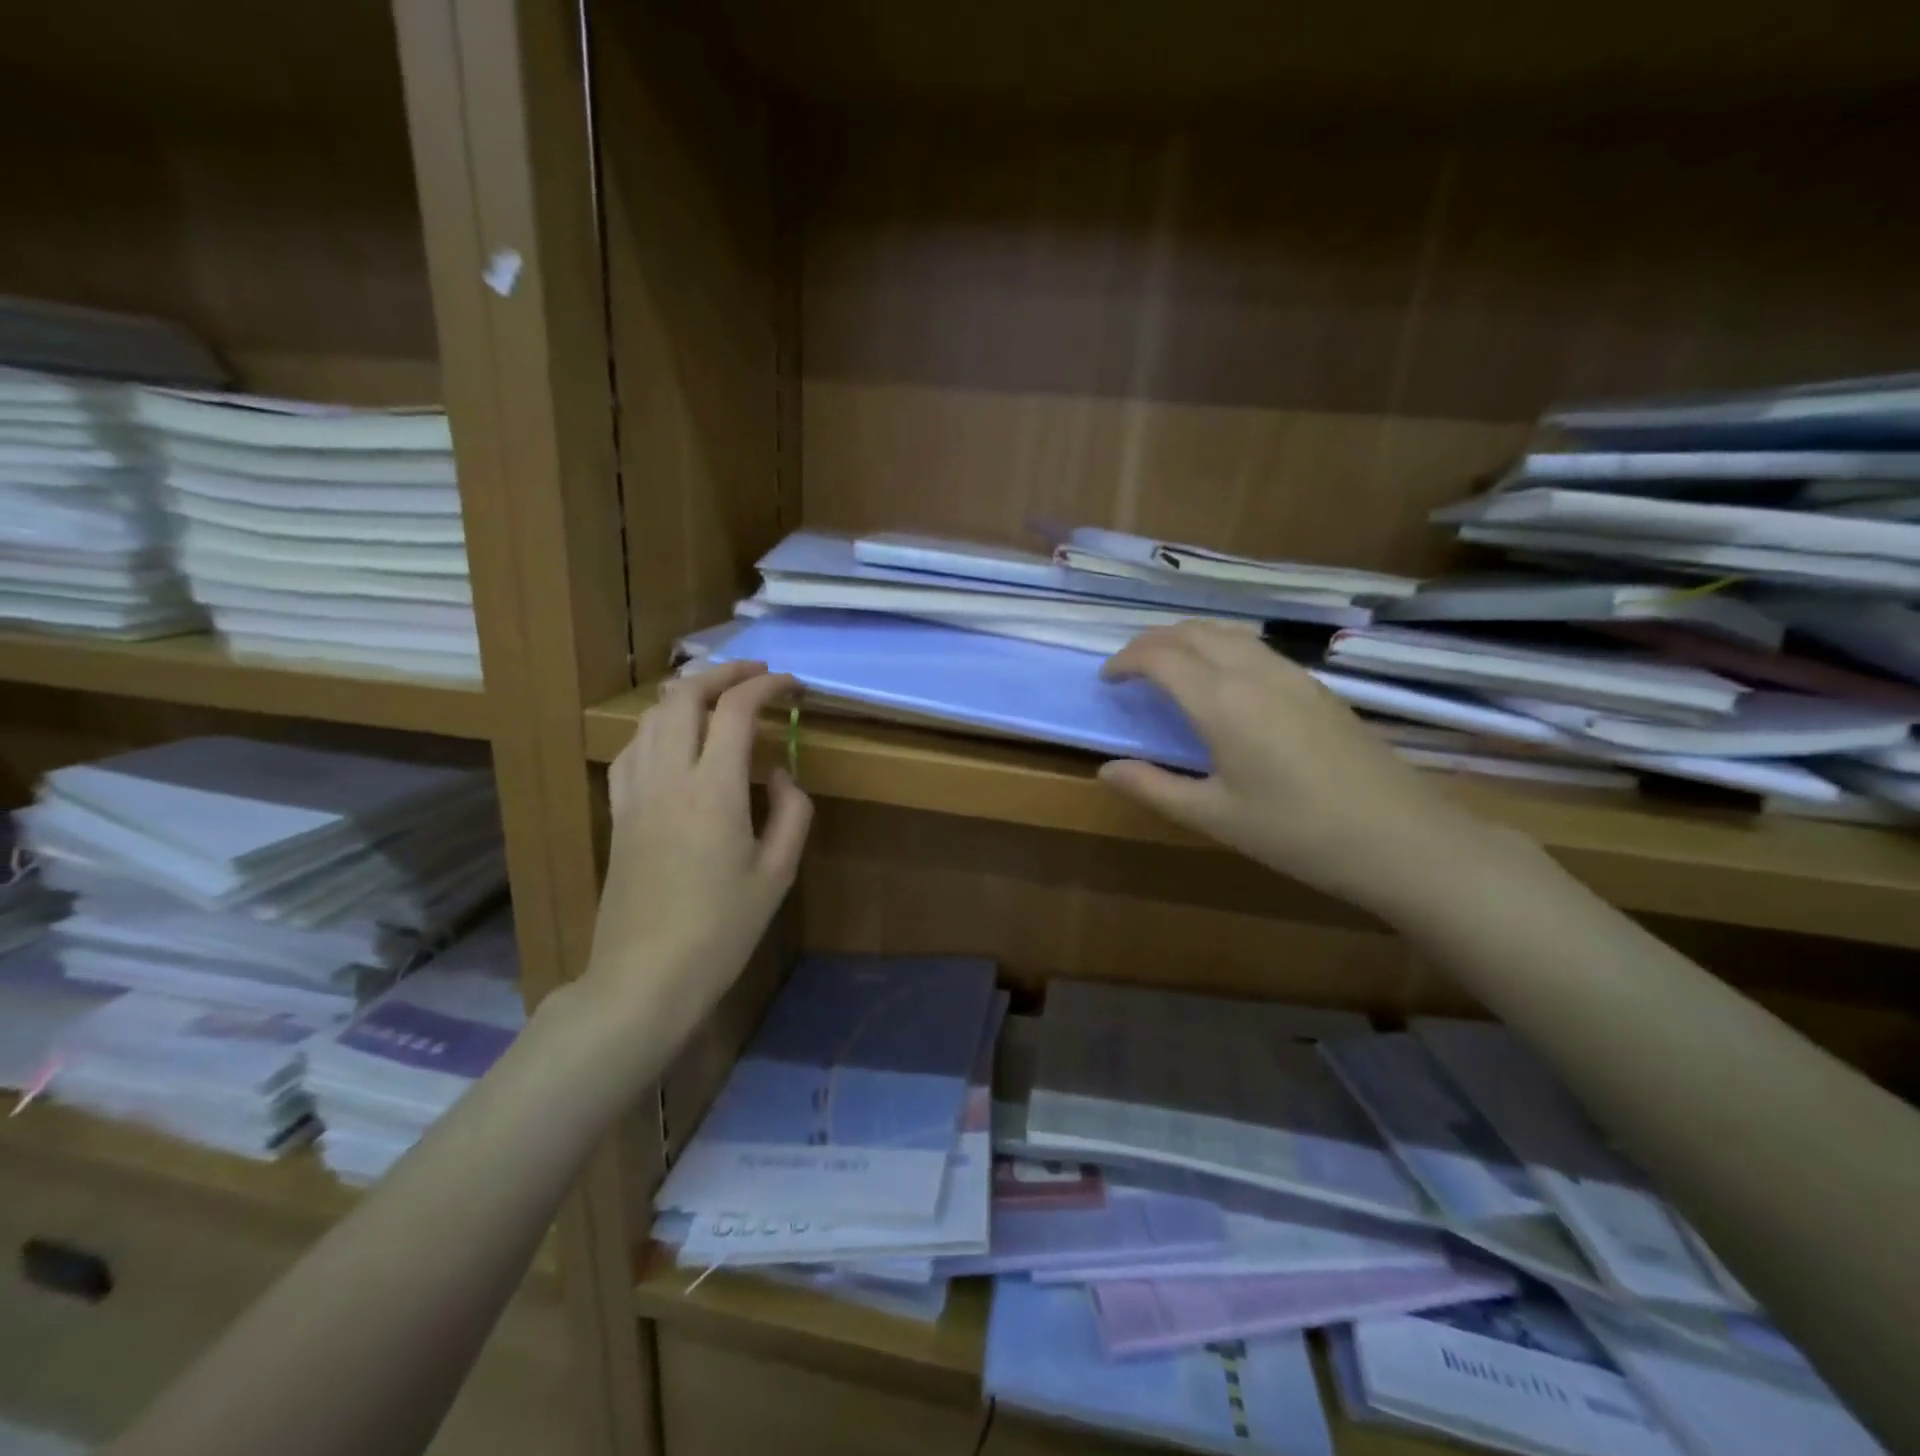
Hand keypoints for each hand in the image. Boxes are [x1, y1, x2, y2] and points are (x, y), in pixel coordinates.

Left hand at [582, 662, 812, 1035]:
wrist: (645, 976)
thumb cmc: (721, 929)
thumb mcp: (777, 873)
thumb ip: (791, 811)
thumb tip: (778, 773)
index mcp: (714, 789)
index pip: (736, 710)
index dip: (766, 686)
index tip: (792, 685)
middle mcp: (668, 777)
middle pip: (685, 697)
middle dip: (723, 674)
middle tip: (756, 675)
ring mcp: (635, 793)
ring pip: (652, 717)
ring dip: (688, 694)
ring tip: (719, 697)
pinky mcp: (618, 812)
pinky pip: (632, 749)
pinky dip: (657, 727)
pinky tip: (673, 739)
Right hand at [1099, 623, 1489, 919]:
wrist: (1399, 838)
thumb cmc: (1296, 832)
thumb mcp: (1213, 817)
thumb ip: (1153, 787)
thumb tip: (1107, 769)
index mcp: (1222, 702)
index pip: (1160, 656)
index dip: (1125, 661)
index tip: (1107, 680)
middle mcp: (1254, 672)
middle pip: (1192, 632)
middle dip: (1152, 642)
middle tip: (1130, 670)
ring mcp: (1291, 674)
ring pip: (1227, 632)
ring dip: (1188, 639)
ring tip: (1168, 668)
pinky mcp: (1316, 685)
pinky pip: (1255, 646)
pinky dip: (1221, 647)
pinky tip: (1222, 680)